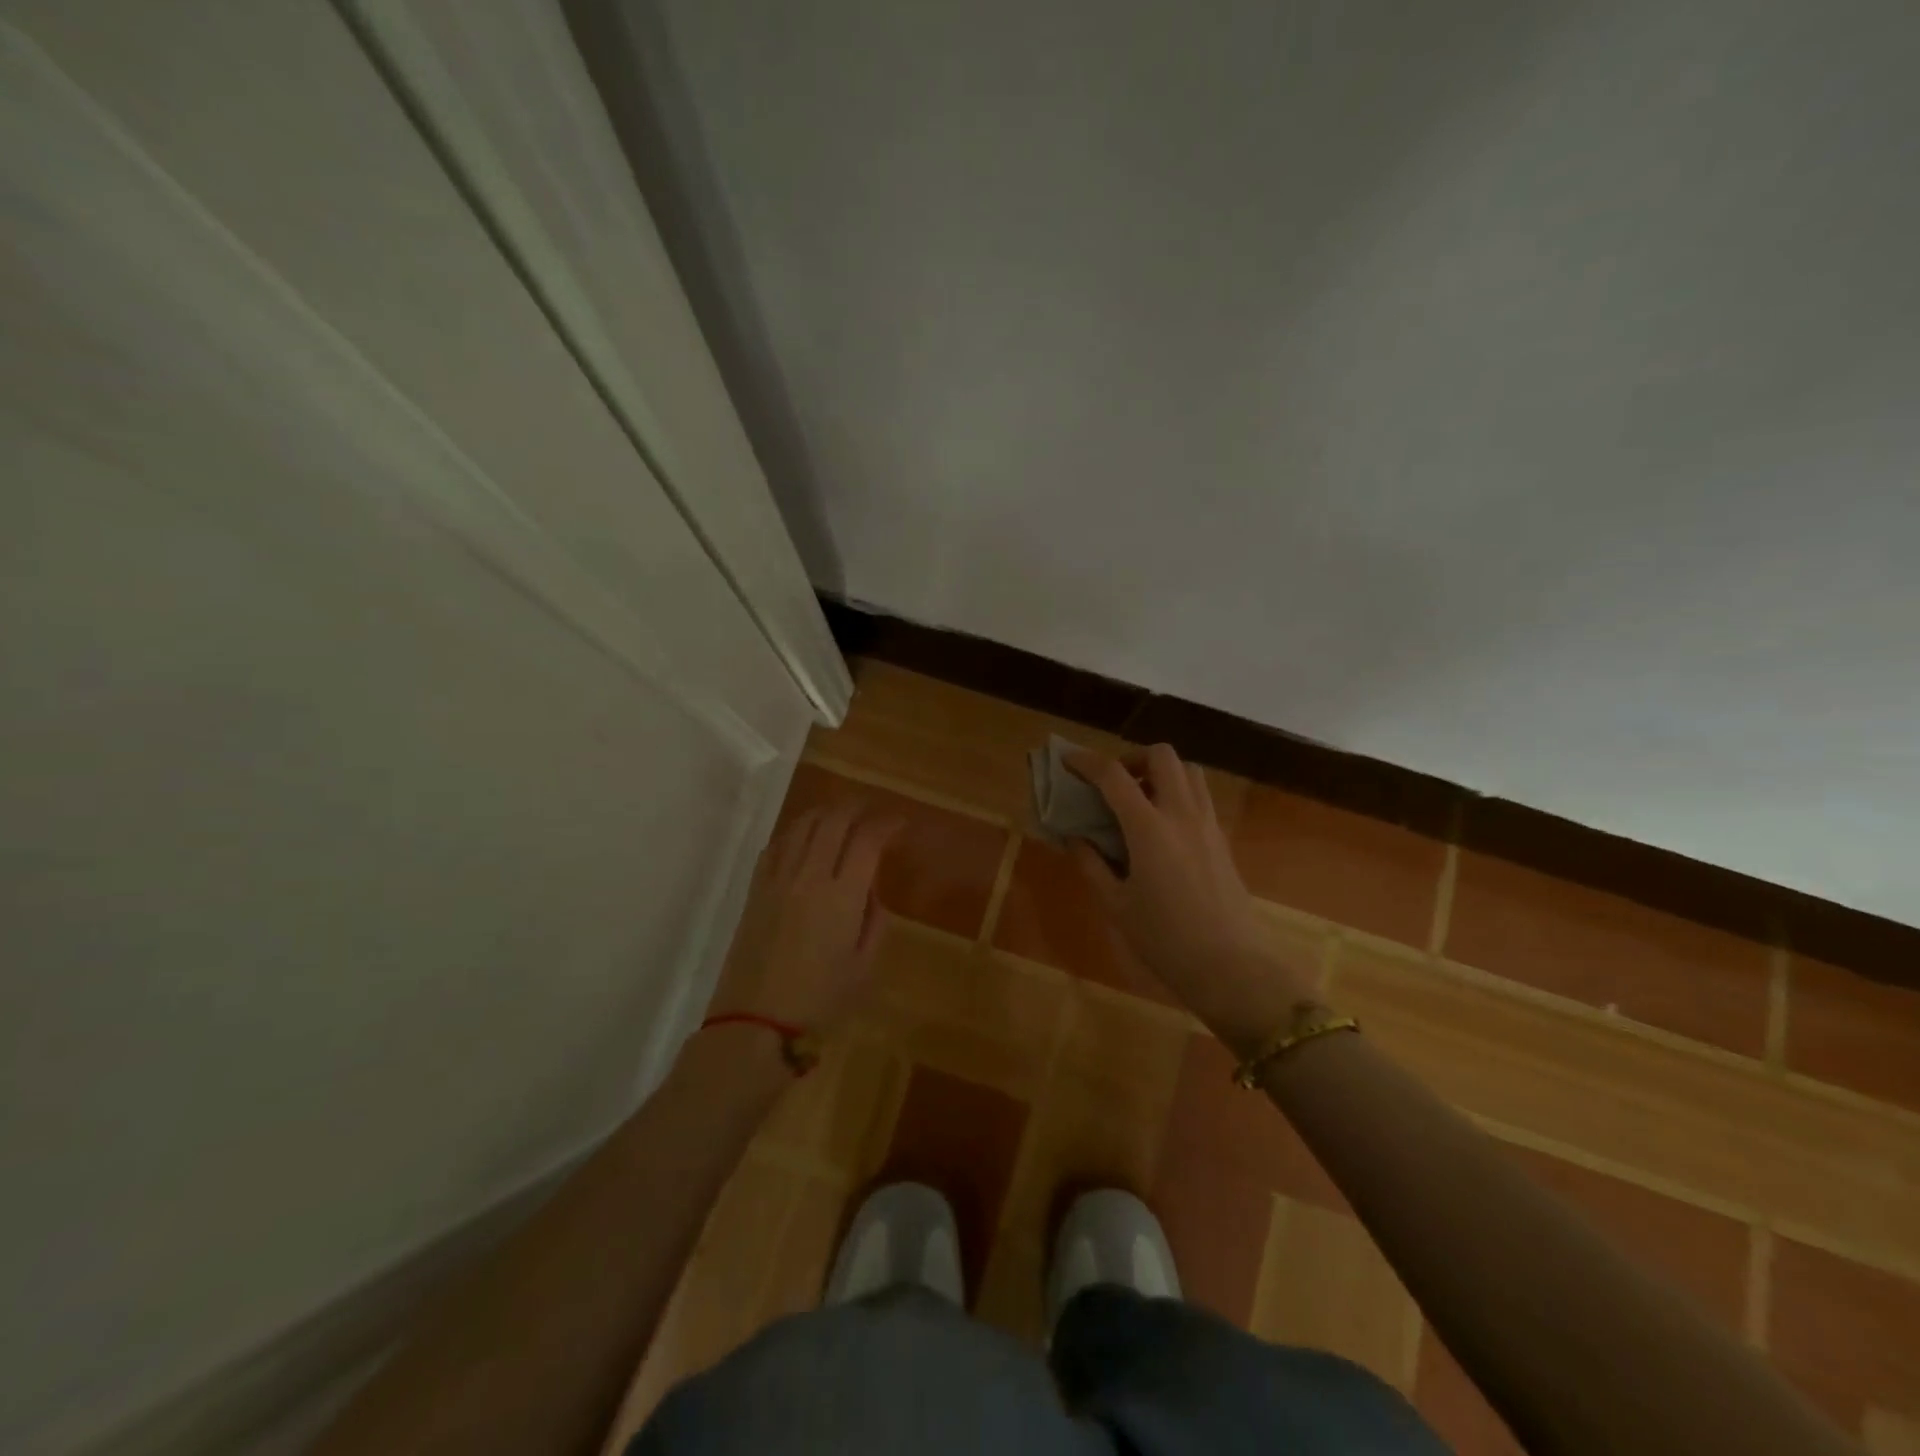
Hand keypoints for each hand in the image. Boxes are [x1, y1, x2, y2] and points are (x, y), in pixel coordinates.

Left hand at [711, 803, 903, 1032]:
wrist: (755, 1022)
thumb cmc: (819, 1000)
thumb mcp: (864, 966)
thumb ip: (874, 921)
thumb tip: (869, 891)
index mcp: (842, 896)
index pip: (867, 840)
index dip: (887, 824)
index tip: (899, 824)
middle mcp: (809, 876)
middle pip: (833, 820)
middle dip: (857, 808)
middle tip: (872, 811)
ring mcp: (777, 879)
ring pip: (802, 825)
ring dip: (825, 813)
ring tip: (840, 817)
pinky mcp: (755, 889)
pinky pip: (776, 845)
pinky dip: (795, 832)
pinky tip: (804, 839)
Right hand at [1064, 744, 1312, 1053]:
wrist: (1232, 967)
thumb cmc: (1165, 939)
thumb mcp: (1117, 905)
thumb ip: (1092, 865)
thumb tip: (1074, 838)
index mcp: (1149, 827)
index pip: (1114, 775)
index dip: (1086, 761)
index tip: (1067, 760)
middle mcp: (1182, 814)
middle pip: (1162, 756)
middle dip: (1132, 758)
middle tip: (1113, 783)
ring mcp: (1208, 824)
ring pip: (1188, 771)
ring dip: (1160, 772)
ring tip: (1139, 801)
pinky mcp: (1222, 840)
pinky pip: (1200, 796)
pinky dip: (1177, 793)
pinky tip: (1162, 828)